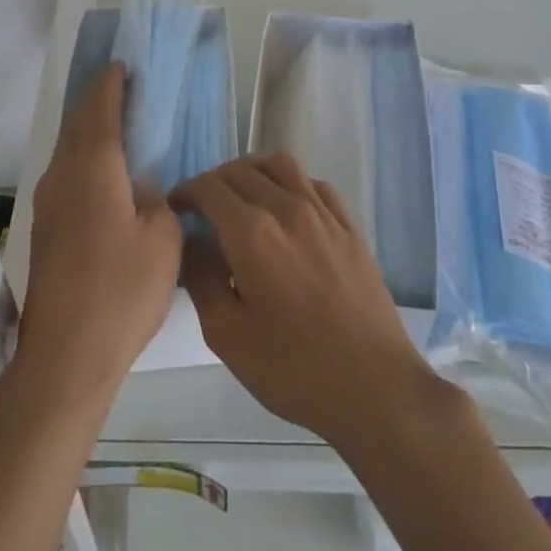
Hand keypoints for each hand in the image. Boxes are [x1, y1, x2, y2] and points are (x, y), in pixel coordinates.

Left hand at [17, 64, 183, 404]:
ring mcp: (49, 202)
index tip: (126, 65)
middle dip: (100, 100)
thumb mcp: (162, 239)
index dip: (112, 83)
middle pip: (78, 123)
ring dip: (92, 129)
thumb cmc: (121, 292)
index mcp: (92, 169)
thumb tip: (142, 185)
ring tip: (124, 124)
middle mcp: (62, 176)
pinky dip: (88, 157)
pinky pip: (68, 173)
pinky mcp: (46, 227)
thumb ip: (158, 199)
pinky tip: (110, 172)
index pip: (99, 108)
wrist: (66, 356)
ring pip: (70, 149)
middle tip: (130, 88)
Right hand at [172, 154, 444, 448]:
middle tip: (202, 207)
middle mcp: (287, 209)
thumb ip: (201, 279)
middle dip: (213, 181)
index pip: (210, 188)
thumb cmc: (293, 368)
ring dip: (252, 170)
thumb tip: (192, 242)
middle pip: (241, 171)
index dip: (187, 191)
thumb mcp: (227, 335)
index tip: (177, 208)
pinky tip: (285, 206)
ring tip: (241, 195)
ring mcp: (323, 213)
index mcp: (252, 234)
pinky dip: (290, 182)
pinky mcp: (349, 225)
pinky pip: (313, 183)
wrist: (373, 386)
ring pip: (280, 165)